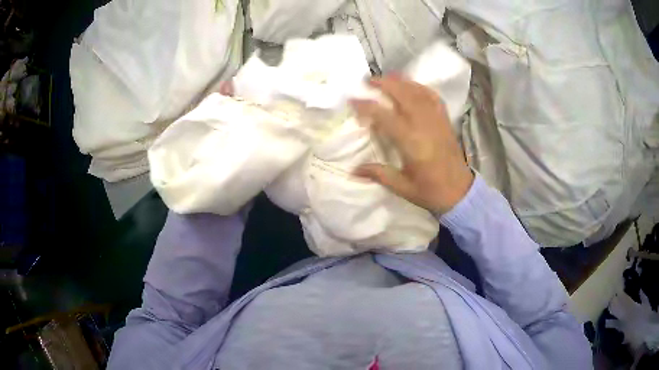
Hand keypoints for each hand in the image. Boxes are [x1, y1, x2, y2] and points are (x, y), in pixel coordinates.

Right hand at [351, 76, 473, 214]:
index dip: (367, 105)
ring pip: (418, 92)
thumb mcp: (403, 187)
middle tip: (368, 80)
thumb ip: (379, 174)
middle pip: (403, 95)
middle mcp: (424, 125)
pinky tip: (412, 86)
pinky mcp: (445, 121)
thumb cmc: (431, 192)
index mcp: (411, 142)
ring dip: (401, 81)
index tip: (352, 99)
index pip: (385, 116)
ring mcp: (437, 120)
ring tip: (386, 77)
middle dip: (384, 84)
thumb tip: (353, 170)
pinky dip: (421, 88)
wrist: (460, 192)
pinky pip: (433, 97)